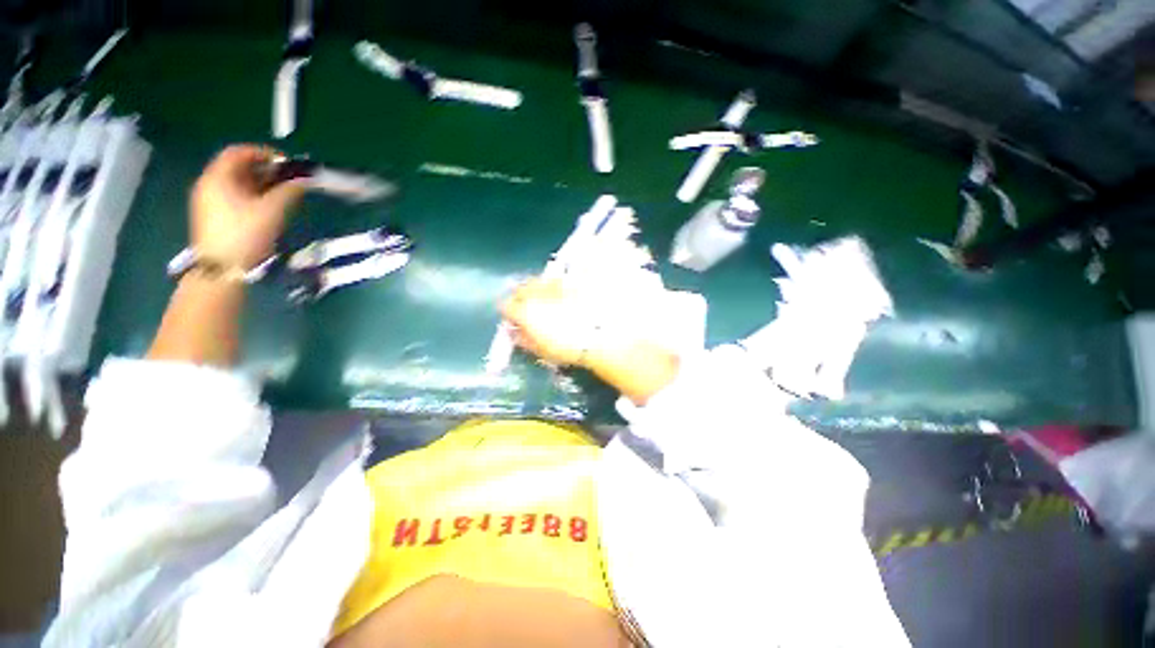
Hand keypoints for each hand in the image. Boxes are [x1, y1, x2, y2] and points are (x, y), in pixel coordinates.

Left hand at [189, 145, 306, 268]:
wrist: (222, 269)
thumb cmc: (246, 234)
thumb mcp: (272, 211)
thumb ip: (289, 192)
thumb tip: (303, 181)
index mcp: (218, 177)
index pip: (239, 152)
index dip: (264, 153)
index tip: (286, 164)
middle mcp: (209, 184)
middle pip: (237, 167)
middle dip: (265, 170)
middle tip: (288, 180)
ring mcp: (208, 201)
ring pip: (236, 183)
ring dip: (260, 184)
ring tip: (283, 195)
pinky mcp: (212, 216)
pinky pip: (233, 196)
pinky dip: (252, 195)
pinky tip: (268, 208)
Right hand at [500, 278, 590, 366]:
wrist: (597, 334)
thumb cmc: (566, 347)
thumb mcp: (540, 350)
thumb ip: (523, 339)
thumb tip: (516, 332)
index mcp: (524, 311)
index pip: (505, 306)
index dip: (509, 314)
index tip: (514, 320)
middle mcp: (535, 293)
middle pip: (519, 289)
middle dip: (520, 298)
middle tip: (528, 309)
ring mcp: (552, 284)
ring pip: (536, 282)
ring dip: (536, 290)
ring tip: (546, 301)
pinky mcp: (569, 281)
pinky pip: (554, 281)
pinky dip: (553, 287)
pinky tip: (562, 296)